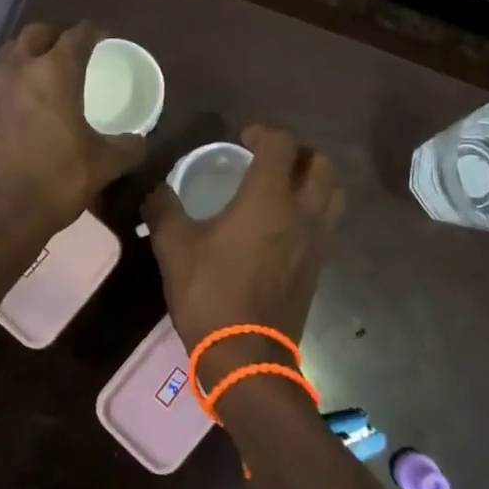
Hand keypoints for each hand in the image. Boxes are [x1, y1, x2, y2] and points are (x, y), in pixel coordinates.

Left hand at [0, 22, 146, 250]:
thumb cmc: (53, 182)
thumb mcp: (102, 166)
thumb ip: (126, 148)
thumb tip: (139, 141)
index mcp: (53, 72)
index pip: (77, 34)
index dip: (93, 32)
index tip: (102, 37)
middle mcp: (16, 68)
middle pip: (36, 33)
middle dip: (55, 36)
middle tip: (70, 51)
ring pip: (8, 54)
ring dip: (27, 56)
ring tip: (42, 76)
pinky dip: (7, 84)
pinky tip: (15, 108)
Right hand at [143, 124, 345, 383]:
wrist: (246, 356)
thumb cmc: (210, 293)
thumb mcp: (173, 246)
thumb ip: (163, 207)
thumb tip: (155, 188)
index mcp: (269, 198)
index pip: (281, 145)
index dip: (263, 132)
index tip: (243, 138)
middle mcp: (302, 211)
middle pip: (321, 163)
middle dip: (298, 152)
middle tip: (270, 159)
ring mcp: (317, 240)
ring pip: (333, 192)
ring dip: (314, 179)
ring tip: (285, 186)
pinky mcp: (320, 265)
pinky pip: (328, 221)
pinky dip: (314, 209)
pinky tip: (285, 223)